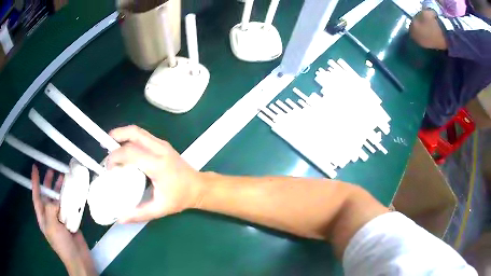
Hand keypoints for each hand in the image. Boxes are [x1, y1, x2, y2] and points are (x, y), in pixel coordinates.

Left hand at [32, 165, 95, 275]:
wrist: (78, 258)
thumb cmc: (62, 244)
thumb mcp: (52, 226)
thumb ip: (50, 209)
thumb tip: (56, 198)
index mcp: (43, 217)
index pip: (36, 196)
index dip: (35, 182)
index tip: (35, 168)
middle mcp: (50, 215)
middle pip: (47, 195)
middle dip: (48, 183)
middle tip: (52, 170)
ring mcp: (60, 218)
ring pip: (58, 199)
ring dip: (60, 189)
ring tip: (64, 177)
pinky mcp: (70, 220)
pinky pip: (69, 206)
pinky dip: (70, 198)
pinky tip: (73, 192)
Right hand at [107, 125, 203, 222]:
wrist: (198, 187)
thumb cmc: (180, 198)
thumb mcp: (159, 209)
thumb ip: (139, 214)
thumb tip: (120, 218)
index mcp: (158, 165)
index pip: (131, 152)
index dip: (115, 157)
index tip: (108, 168)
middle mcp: (160, 149)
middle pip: (134, 132)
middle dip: (116, 135)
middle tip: (105, 145)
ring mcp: (162, 144)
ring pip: (138, 131)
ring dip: (123, 134)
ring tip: (111, 145)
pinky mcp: (162, 144)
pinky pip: (143, 136)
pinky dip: (130, 138)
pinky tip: (125, 149)